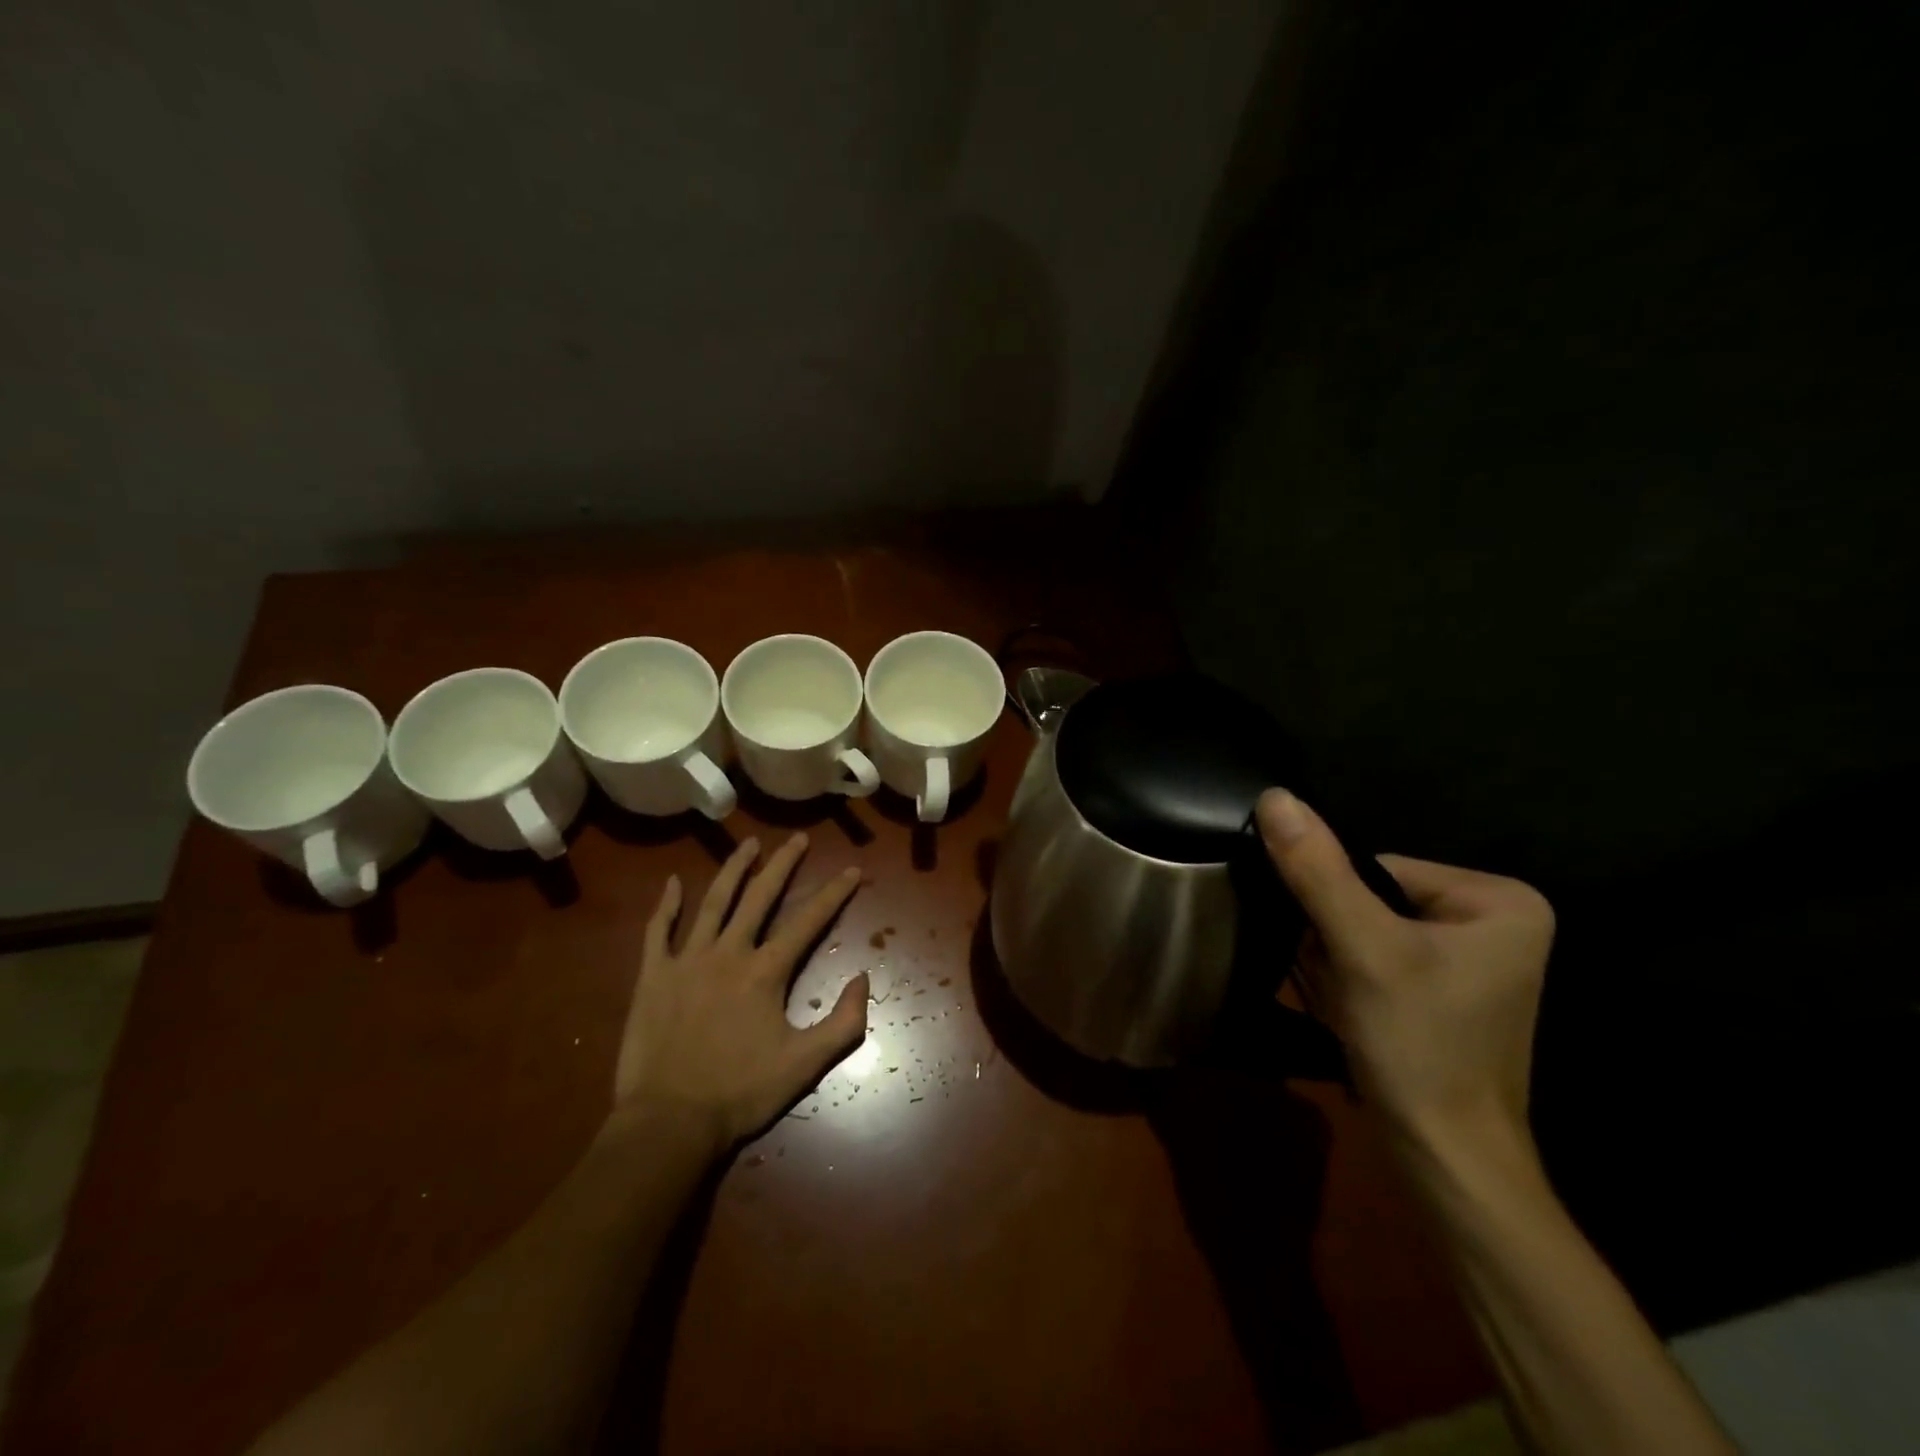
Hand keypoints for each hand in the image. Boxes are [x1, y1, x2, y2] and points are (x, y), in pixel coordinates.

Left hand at [611, 832, 866, 1154]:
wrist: (668, 1122)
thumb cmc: (740, 1092)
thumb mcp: (805, 1065)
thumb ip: (843, 1022)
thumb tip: (863, 977)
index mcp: (766, 972)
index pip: (808, 921)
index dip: (834, 893)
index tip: (852, 869)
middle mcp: (729, 953)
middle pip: (760, 897)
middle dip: (783, 865)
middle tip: (797, 838)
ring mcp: (687, 960)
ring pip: (713, 902)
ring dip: (733, 870)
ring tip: (749, 844)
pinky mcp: (654, 976)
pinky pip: (659, 931)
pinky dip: (667, 904)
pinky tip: (674, 881)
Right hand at [1256, 790, 1555, 1154]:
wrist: (1446, 1158)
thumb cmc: (1418, 1046)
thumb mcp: (1361, 949)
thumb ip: (1317, 870)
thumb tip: (1274, 796)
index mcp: (1498, 898)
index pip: (1379, 867)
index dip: (1339, 907)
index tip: (1338, 955)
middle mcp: (1496, 919)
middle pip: (1375, 898)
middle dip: (1340, 939)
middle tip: (1345, 985)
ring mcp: (1476, 958)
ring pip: (1371, 928)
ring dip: (1342, 961)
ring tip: (1352, 1004)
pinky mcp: (1452, 988)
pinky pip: (1382, 956)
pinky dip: (1356, 980)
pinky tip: (1360, 1013)